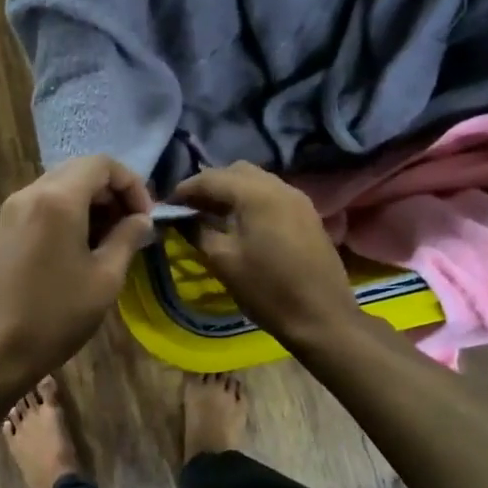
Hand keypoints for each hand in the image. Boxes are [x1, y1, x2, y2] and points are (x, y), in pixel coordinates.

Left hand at [0, 157, 154, 390]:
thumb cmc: (54, 316)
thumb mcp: (105, 279)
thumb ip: (127, 239)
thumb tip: (141, 219)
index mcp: (58, 198)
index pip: (102, 163)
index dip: (132, 184)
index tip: (146, 219)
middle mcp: (31, 193)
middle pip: (80, 171)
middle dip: (112, 193)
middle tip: (132, 229)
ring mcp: (12, 210)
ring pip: (61, 188)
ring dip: (92, 205)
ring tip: (111, 243)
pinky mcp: (4, 230)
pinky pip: (44, 206)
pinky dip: (70, 216)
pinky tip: (81, 250)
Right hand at [171, 162, 358, 346]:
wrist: (322, 316)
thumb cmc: (267, 290)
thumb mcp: (223, 260)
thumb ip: (197, 231)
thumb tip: (179, 218)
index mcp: (255, 193)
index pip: (209, 178)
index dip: (184, 190)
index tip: (166, 206)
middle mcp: (278, 186)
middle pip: (234, 171)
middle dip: (209, 186)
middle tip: (190, 209)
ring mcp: (297, 198)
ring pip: (255, 180)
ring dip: (230, 191)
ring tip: (212, 216)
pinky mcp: (306, 213)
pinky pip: (271, 194)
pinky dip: (250, 200)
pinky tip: (240, 223)